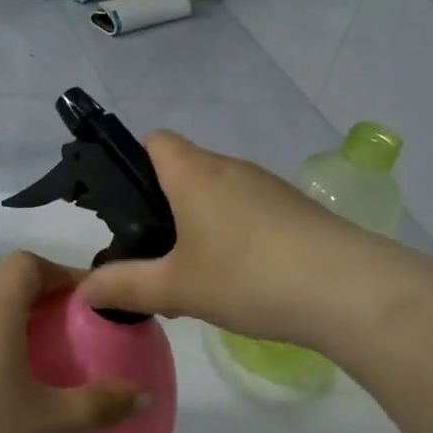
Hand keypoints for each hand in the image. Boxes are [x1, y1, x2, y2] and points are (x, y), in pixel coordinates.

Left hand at [0, 251, 150, 432]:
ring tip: (44, 367)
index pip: (23, 264)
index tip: (85, 300)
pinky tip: (4, 397)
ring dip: (17, 330)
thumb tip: (145, 396)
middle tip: (75, 334)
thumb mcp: (52, 424)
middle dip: (44, 303)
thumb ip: (101, 405)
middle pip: (6, 290)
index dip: (58, 271)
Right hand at [78, 131, 373, 346]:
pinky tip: (243, 280)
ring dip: (202, 224)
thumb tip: (82, 290)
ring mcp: (270, 188)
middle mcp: (232, 169)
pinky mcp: (298, 210)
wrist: (349, 290)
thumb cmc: (248, 277)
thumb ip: (125, 286)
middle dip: (165, 206)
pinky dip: (237, 235)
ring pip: (220, 193)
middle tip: (155, 255)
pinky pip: (251, 211)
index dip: (134, 164)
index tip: (127, 208)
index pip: (155, 141)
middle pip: (186, 170)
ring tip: (198, 276)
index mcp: (195, 175)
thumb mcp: (177, 289)